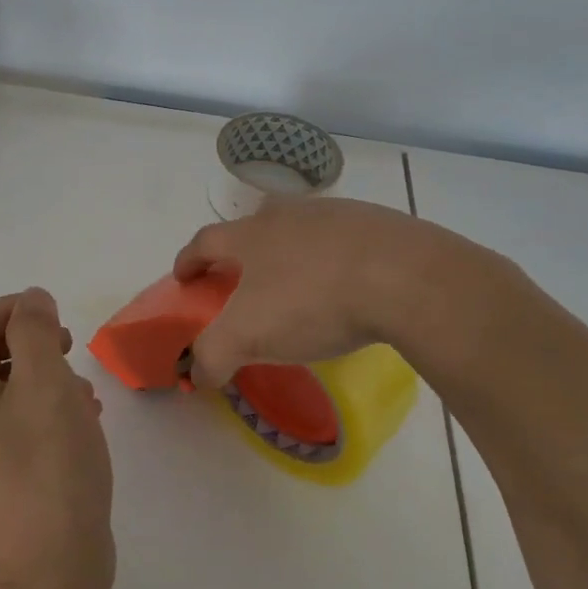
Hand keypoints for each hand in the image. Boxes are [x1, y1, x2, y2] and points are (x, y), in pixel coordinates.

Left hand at [0, 289, 114, 588]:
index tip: (52, 317)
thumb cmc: (48, 466)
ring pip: (10, 390)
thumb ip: (35, 331)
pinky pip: (22, 423)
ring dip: (46, 376)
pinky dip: (50, 409)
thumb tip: (30, 300)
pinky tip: (85, 422)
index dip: (8, 309)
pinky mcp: (6, 477)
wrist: (53, 573)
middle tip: (70, 347)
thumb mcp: (45, 383)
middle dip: (30, 342)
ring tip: (84, 391)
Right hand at [173, 197, 534, 390]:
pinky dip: (335, 258)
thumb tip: (195, 374)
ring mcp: (335, 214)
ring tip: (300, 285)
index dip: (189, 260)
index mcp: (251, 234)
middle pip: (253, 224)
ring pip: (300, 229)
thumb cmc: (313, 301)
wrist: (404, 277)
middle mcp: (288, 214)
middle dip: (242, 249)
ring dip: (291, 251)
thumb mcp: (248, 336)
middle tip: (244, 278)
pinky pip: (344, 239)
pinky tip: (349, 285)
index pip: (205, 241)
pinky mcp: (378, 222)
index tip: (183, 279)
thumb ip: (212, 355)